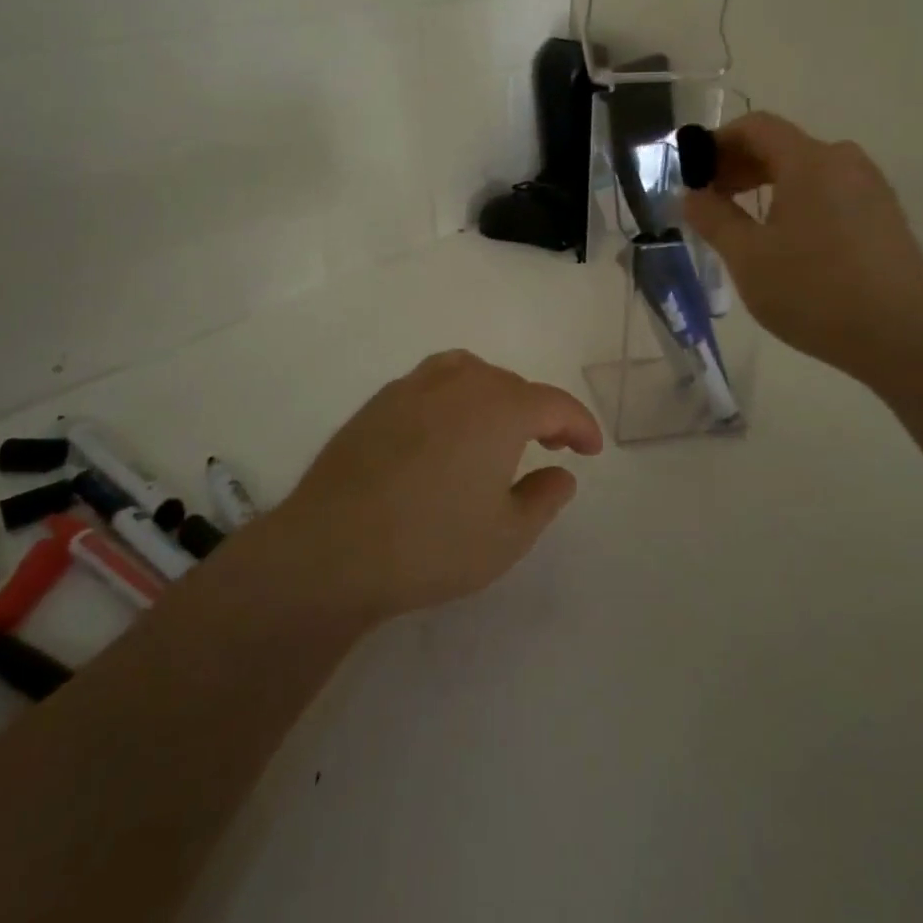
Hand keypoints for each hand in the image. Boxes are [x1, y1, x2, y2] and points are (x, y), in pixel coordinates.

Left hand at [267, 351, 603, 620]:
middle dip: (539, 411)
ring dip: (494, 395)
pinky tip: (444, 436)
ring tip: (496, 430)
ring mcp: (412, 388)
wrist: (331, 549)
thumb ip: (545, 497)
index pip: (555, 404)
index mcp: (500, 408)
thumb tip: (561, 472)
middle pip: (512, 384)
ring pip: (468, 373)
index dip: (580, 425)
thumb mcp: (507, 536)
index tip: (591, 450)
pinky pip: (430, 385)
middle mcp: (459, 384)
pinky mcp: (377, 403)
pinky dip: (453, 399)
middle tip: (548, 445)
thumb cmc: (432, 545)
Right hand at [682, 113, 922, 383]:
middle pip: (781, 145)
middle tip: (710, 202)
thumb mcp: (747, 257)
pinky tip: (784, 241)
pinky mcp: (882, 214)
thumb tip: (690, 194)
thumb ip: (713, 218)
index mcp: (809, 160)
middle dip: (739, 166)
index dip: (718, 142)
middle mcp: (843, 160)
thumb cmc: (814, 290)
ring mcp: (868, 187)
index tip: (693, 174)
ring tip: (743, 224)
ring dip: (766, 185)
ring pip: (805, 170)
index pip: (755, 126)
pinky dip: (796, 201)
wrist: (902, 333)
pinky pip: (828, 191)